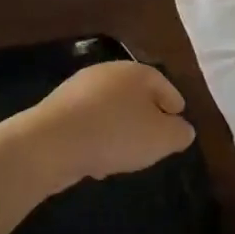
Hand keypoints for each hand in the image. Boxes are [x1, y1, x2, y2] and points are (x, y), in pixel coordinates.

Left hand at [21, 62, 195, 189]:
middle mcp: (107, 73)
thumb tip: (183, 129)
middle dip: (145, 117)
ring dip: (120, 130)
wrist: (51, 143)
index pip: (163, 84)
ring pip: (110, 110)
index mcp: (136, 72)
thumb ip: (179, 133)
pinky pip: (88, 124)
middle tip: (154, 140)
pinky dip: (97, 138)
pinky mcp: (57, 110)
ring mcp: (78, 89)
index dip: (174, 105)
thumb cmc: (116, 134)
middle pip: (135, 95)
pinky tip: (98, 161)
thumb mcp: (162, 138)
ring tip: (126, 156)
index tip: (178, 121)